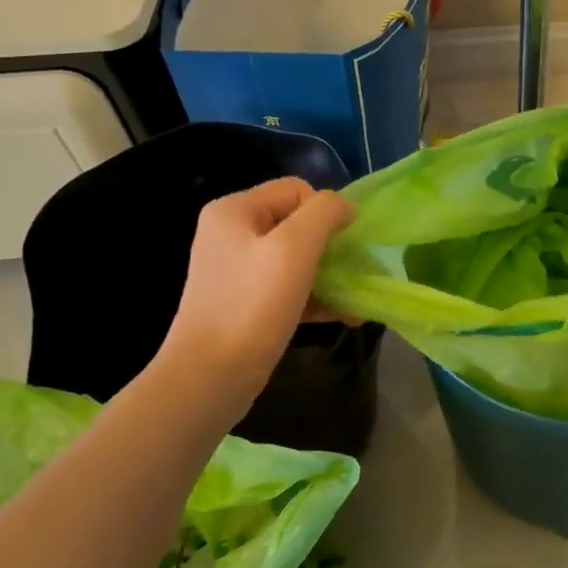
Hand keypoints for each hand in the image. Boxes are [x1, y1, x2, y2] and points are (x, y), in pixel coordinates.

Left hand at [159, 178, 355, 413]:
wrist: (210, 377)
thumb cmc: (253, 305)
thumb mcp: (294, 248)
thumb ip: (324, 213)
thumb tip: (345, 206)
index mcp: (235, 211)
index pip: (296, 190)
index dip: (326, 212)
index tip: (344, 246)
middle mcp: (231, 234)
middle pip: (298, 224)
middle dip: (332, 247)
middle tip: (356, 274)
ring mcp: (237, 271)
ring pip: (297, 259)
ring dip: (331, 276)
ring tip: (356, 301)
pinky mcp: (246, 303)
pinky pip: (289, 288)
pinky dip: (316, 298)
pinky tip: (346, 316)